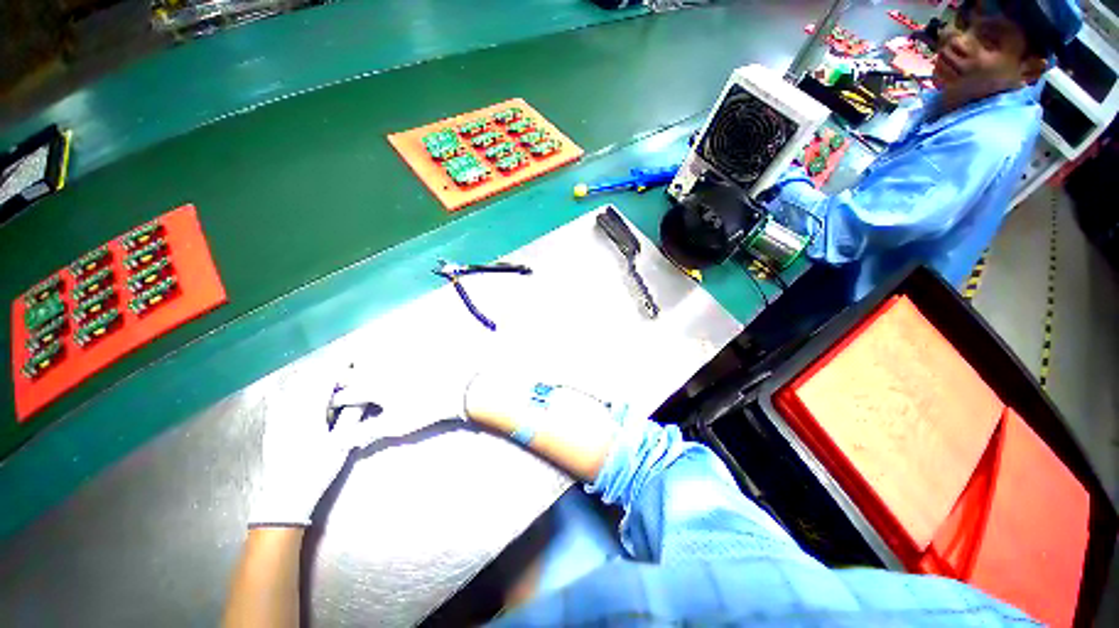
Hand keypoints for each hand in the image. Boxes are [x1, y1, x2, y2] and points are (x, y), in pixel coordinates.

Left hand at [249, 364, 386, 527]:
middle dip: (327, 369)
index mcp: (310, 412)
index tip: (353, 358)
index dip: (339, 366)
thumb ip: (351, 416)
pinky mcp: (272, 426)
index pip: (325, 380)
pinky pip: (278, 401)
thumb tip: (363, 395)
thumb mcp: (342, 442)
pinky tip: (289, 390)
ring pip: (293, 388)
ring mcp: (278, 418)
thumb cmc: (318, 468)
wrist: (285, 496)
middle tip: (345, 366)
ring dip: (310, 377)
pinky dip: (288, 390)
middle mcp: (291, 409)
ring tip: (326, 375)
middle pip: (308, 380)